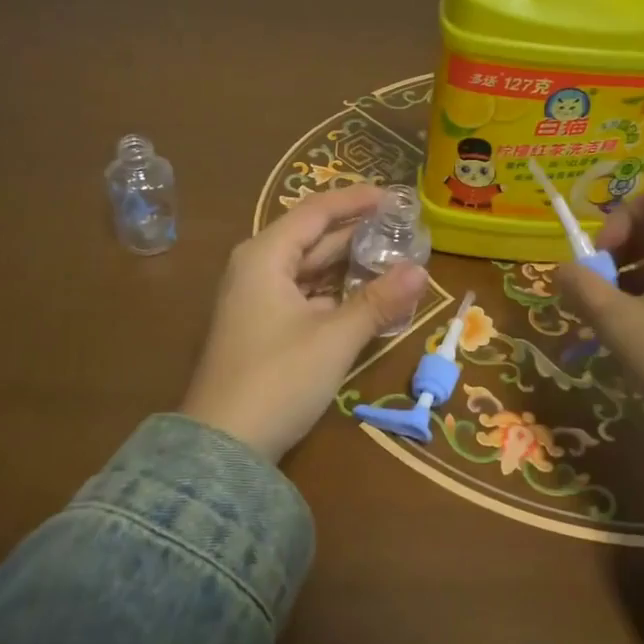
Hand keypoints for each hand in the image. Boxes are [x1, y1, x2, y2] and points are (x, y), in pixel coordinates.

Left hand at [181, 185, 427, 463]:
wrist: (223, 447)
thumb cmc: (278, 378)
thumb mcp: (335, 337)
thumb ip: (378, 301)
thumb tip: (421, 271)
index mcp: (265, 257)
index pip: (315, 212)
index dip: (354, 201)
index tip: (392, 196)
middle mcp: (256, 270)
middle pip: (312, 239)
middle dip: (355, 234)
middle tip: (400, 228)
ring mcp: (255, 302)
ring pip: (309, 271)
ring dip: (347, 266)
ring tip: (391, 259)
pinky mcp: (261, 330)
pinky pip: (304, 297)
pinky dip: (334, 294)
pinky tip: (364, 298)